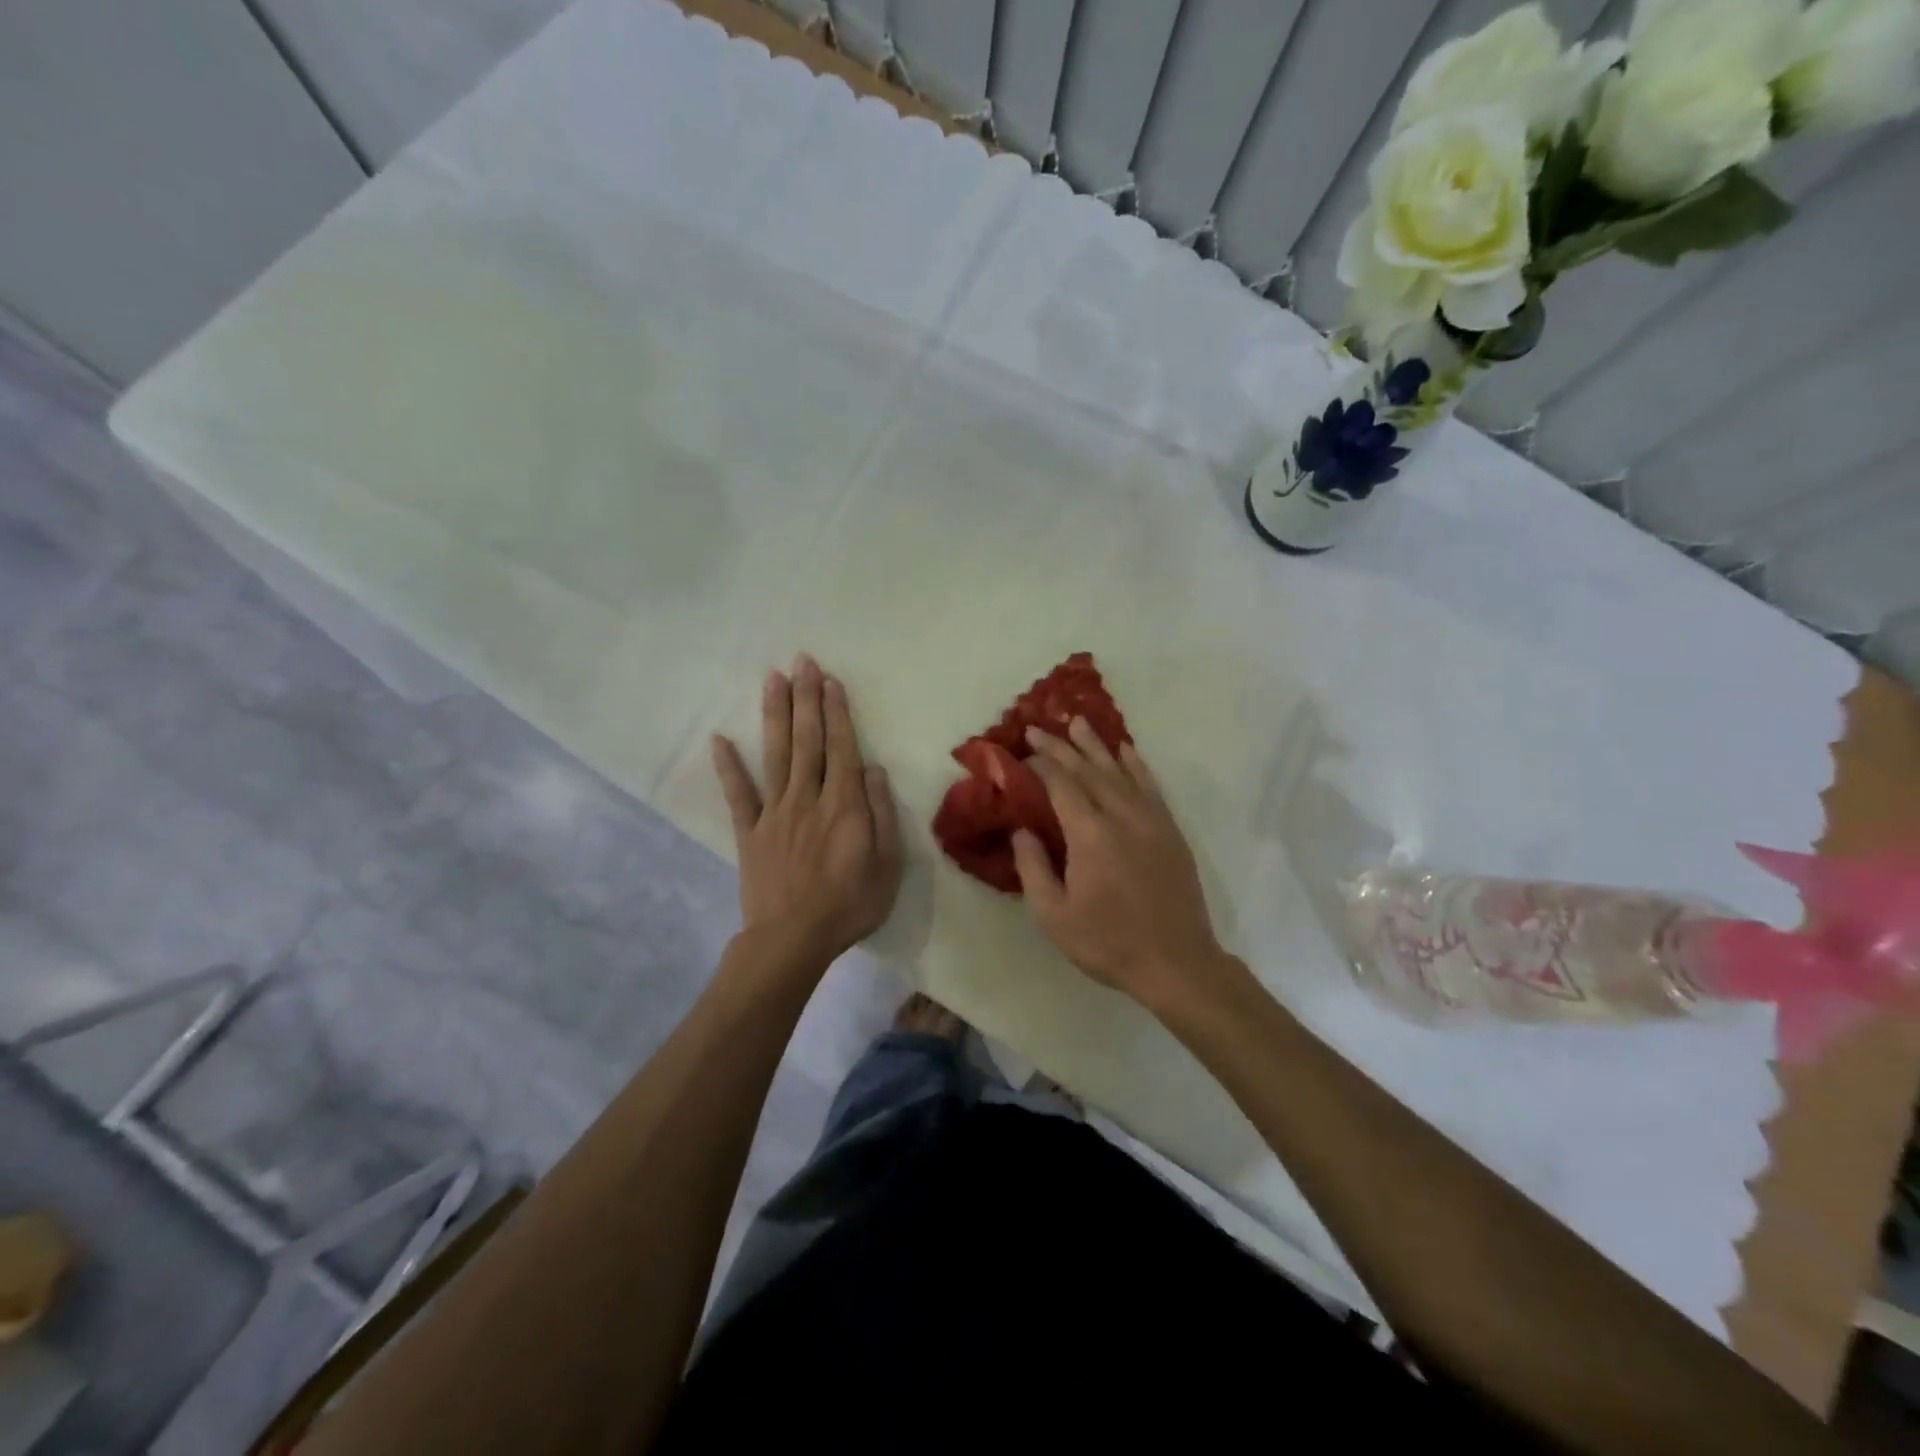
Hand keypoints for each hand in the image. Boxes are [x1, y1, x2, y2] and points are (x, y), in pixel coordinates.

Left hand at [711, 655, 902, 967]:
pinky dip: (728, 767)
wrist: (793, 940)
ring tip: (771, 678)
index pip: (840, 747)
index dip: (836, 711)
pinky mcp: (750, 832)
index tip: (829, 679)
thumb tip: (872, 769)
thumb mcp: (887, 864)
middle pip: (807, 740)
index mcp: (843, 805)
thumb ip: (881, 814)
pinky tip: (719, 739)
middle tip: (801, 660)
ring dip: (775, 715)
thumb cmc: (849, 904)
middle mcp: (807, 797)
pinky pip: (738, 795)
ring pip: (776, 755)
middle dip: (805, 698)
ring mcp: (774, 812)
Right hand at [1012, 720, 1237, 1015]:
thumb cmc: (1108, 942)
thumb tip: (1023, 829)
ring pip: (1120, 771)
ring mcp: (1151, 820)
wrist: (1177, 963)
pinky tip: (1126, 750)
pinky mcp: (1170, 830)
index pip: (1062, 785)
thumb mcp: (1053, 916)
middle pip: (1089, 770)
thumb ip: (1033, 867)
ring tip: (1078, 723)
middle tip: (1038, 728)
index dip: (1040, 764)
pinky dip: (1136, 764)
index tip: (1022, 750)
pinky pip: (1151, 786)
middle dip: (1061, 747)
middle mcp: (1122, 816)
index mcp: (1090, 835)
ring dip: (1097, 745)